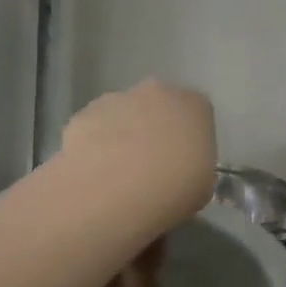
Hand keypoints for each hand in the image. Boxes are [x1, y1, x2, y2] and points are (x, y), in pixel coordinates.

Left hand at [55, 80, 216, 233]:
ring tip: (118, 175)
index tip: (183, 163)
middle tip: (151, 166)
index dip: (189, 139)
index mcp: (195, 106)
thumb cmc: (173, 190)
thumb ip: (195, 169)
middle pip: (159, 107)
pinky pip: (94, 128)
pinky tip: (94, 174)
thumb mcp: (202, 187)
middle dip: (155, 130)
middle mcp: (158, 93)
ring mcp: (117, 99)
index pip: (197, 115)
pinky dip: (94, 145)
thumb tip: (181, 172)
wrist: (114, 193)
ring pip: (124, 114)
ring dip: (123, 136)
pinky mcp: (82, 114)